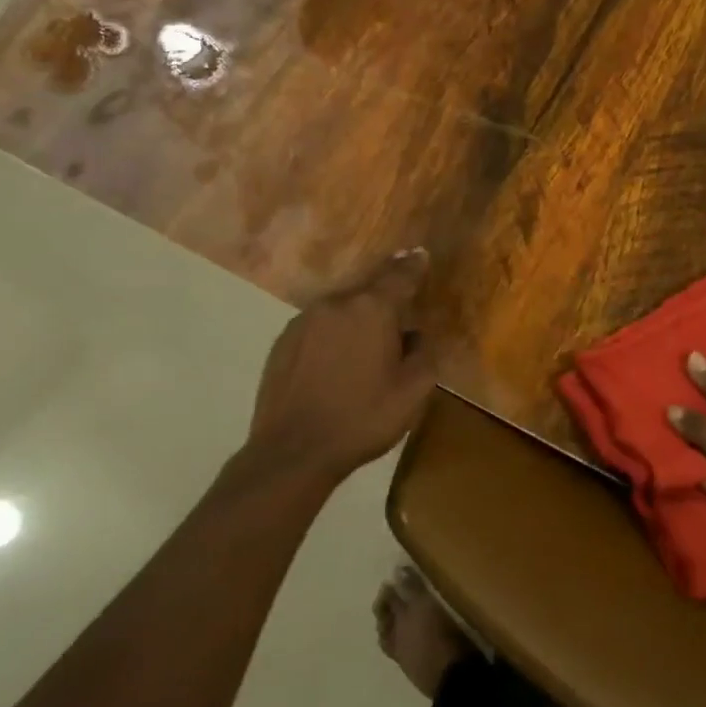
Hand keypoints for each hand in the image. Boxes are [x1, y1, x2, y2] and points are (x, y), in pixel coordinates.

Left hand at [243, 250, 437, 484]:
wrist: (293, 452)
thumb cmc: (362, 419)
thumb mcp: (412, 393)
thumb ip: (424, 354)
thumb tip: (415, 335)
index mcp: (372, 310)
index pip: (400, 276)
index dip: (413, 265)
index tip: (420, 254)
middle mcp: (336, 304)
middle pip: (368, 293)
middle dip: (384, 303)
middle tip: (396, 324)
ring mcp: (304, 321)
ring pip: (341, 310)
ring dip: (355, 322)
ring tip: (364, 352)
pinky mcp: (282, 342)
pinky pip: (317, 328)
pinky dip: (331, 338)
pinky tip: (334, 366)